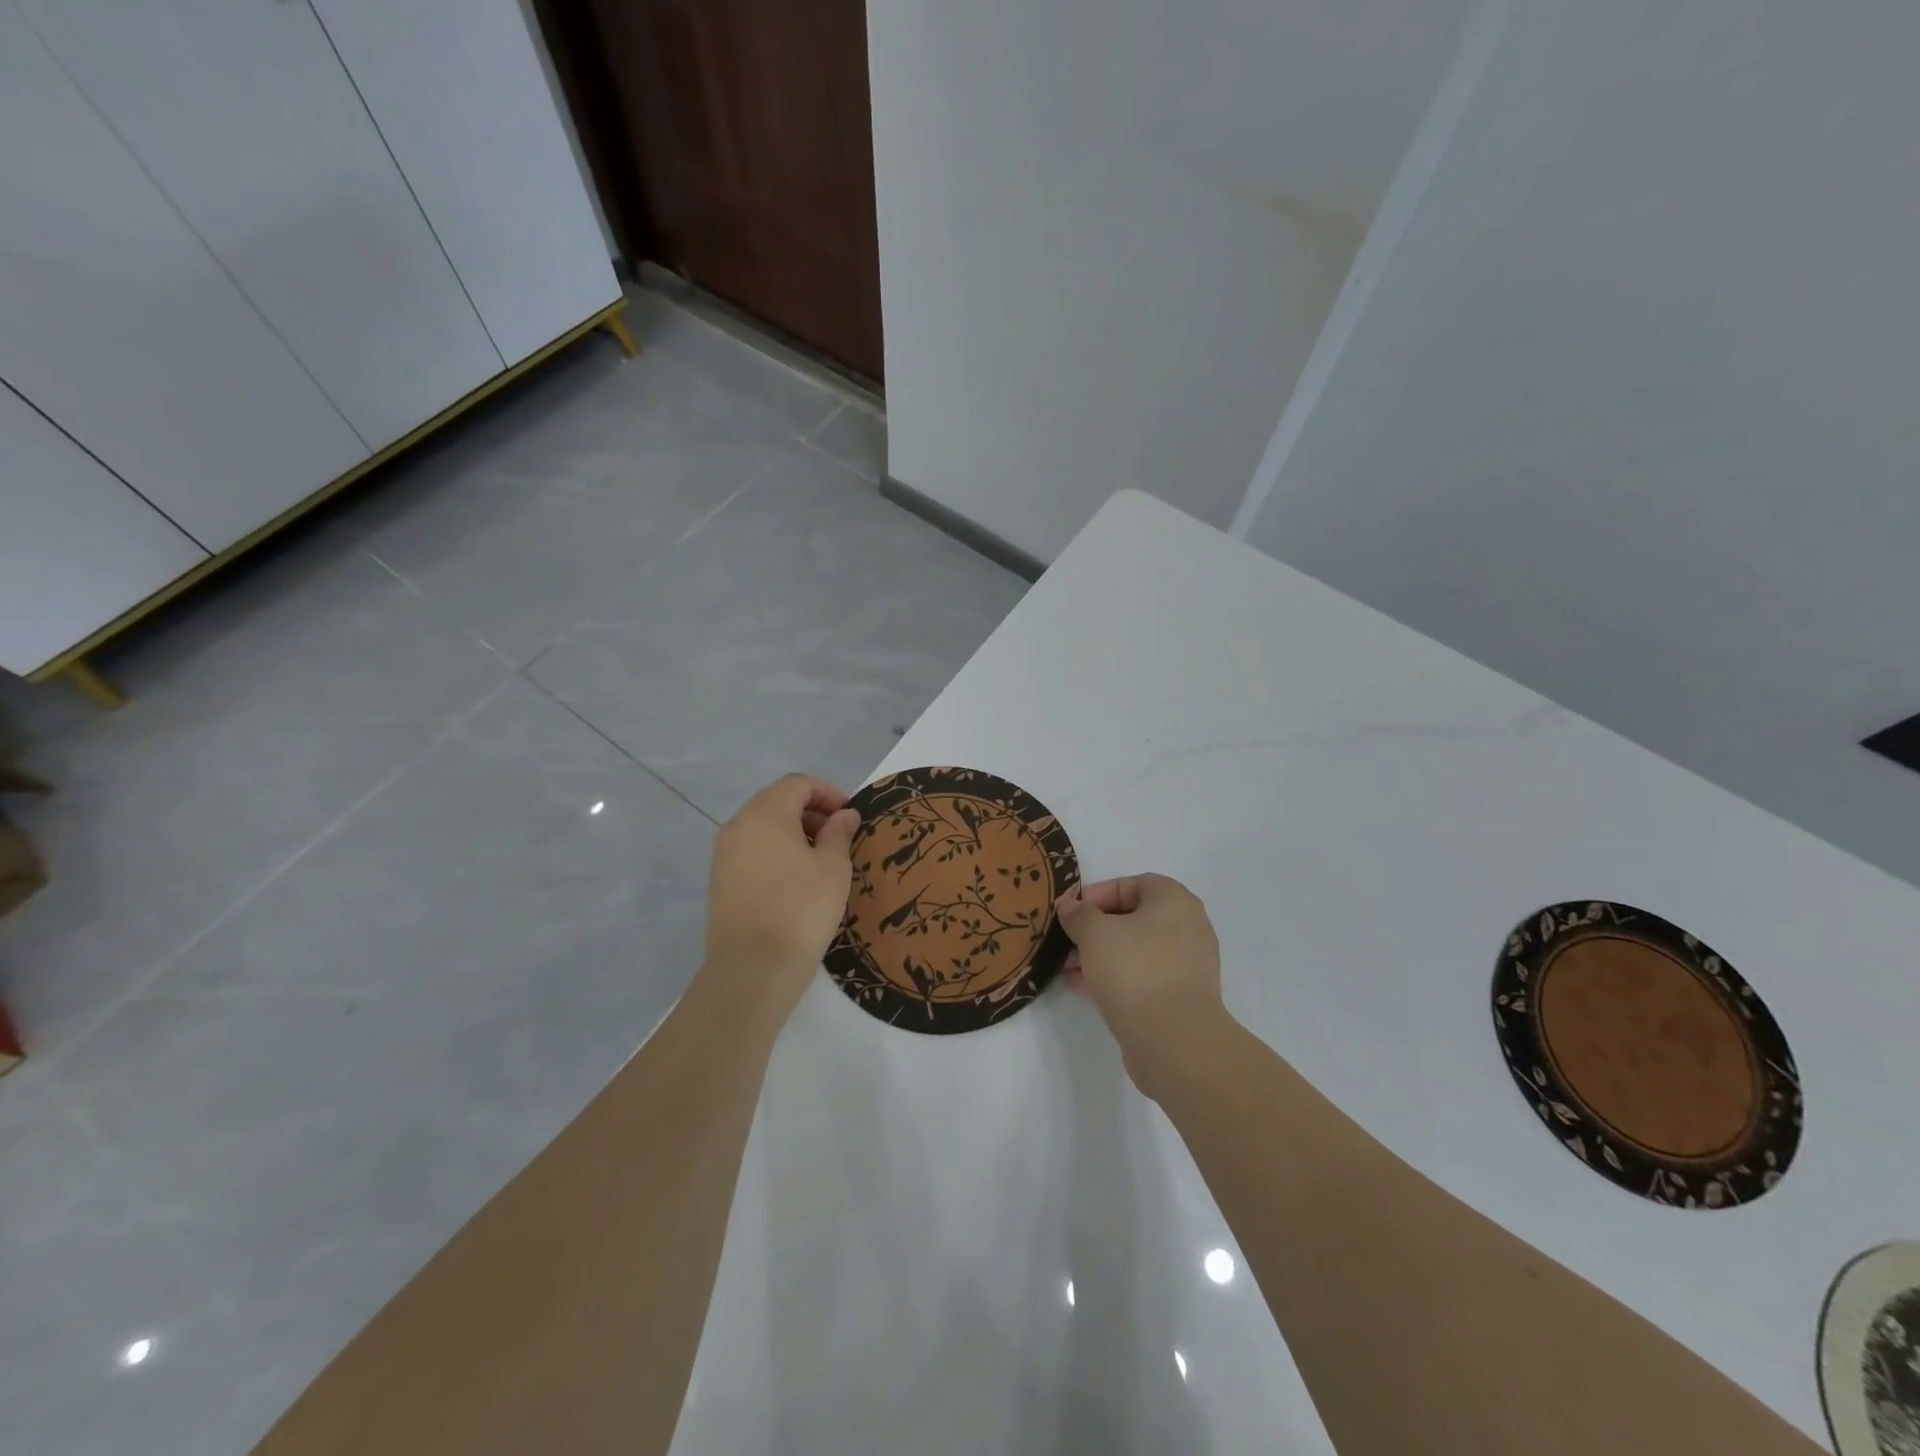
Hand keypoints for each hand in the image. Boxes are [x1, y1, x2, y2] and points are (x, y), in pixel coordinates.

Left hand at [701, 774, 861, 1023]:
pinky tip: (796, 881)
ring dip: (793, 832)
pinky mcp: (720, 880)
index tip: (850, 816)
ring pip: (763, 827)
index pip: (798, 784)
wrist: (753, 969)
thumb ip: (839, 833)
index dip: (828, 792)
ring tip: (821, 860)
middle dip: (811, 812)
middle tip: (839, 837)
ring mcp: (724, 854)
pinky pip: (752, 851)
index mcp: (766, 813)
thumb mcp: (833, 867)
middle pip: (777, 801)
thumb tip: (843, 815)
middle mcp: (738, 825)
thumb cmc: (801, 909)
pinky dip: (776, 852)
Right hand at [1056, 874, 1227, 1099]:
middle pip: (1133, 918)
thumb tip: (1070, 906)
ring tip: (1069, 969)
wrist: (1174, 1040)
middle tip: (1067, 942)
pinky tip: (1086, 989)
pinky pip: (1144, 977)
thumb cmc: (1134, 970)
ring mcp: (1188, 965)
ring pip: (1136, 950)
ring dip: (1102, 956)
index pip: (1132, 884)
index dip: (1097, 894)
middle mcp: (1188, 927)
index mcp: (1174, 900)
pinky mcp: (1181, 998)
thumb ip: (1078, 914)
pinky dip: (1116, 978)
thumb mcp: (1094, 933)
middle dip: (1096, 929)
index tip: (1071, 913)